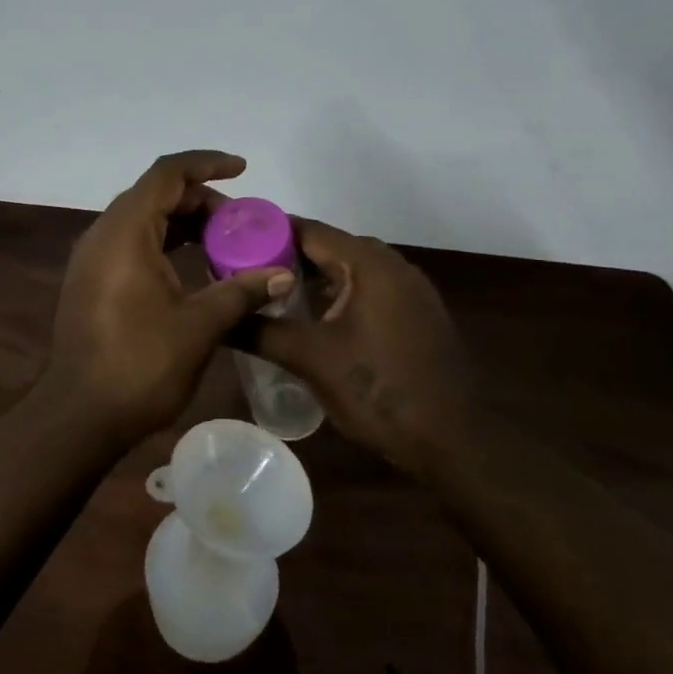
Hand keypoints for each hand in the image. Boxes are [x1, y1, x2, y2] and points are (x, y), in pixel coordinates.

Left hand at [41, 152, 293, 444]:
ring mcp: (92, 258)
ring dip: (182, 223)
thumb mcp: (199, 326)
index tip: (242, 169)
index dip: (206, 163)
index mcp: (125, 231)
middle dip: (200, 200)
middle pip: (155, 194)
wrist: (79, 414)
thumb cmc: (139, 364)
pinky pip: (131, 244)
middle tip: (241, 224)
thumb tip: (283, 275)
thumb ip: (241, 291)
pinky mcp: (90, 281)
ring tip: (224, 244)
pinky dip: (163, 244)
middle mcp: (103, 234)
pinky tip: (192, 268)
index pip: (167, 174)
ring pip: (142, 220)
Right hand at [249, 219, 471, 470]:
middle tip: (244, 270)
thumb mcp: (311, 360)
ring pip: (350, 269)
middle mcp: (393, 266)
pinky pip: (368, 290)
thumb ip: (261, 330)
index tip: (232, 240)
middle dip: (286, 256)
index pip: (309, 230)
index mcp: (369, 264)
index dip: (268, 232)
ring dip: (313, 277)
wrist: (455, 443)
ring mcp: (410, 291)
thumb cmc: (379, 392)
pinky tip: (313, 317)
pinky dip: (338, 294)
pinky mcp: (417, 315)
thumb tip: (216, 317)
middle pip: (329, 247)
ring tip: (270, 292)